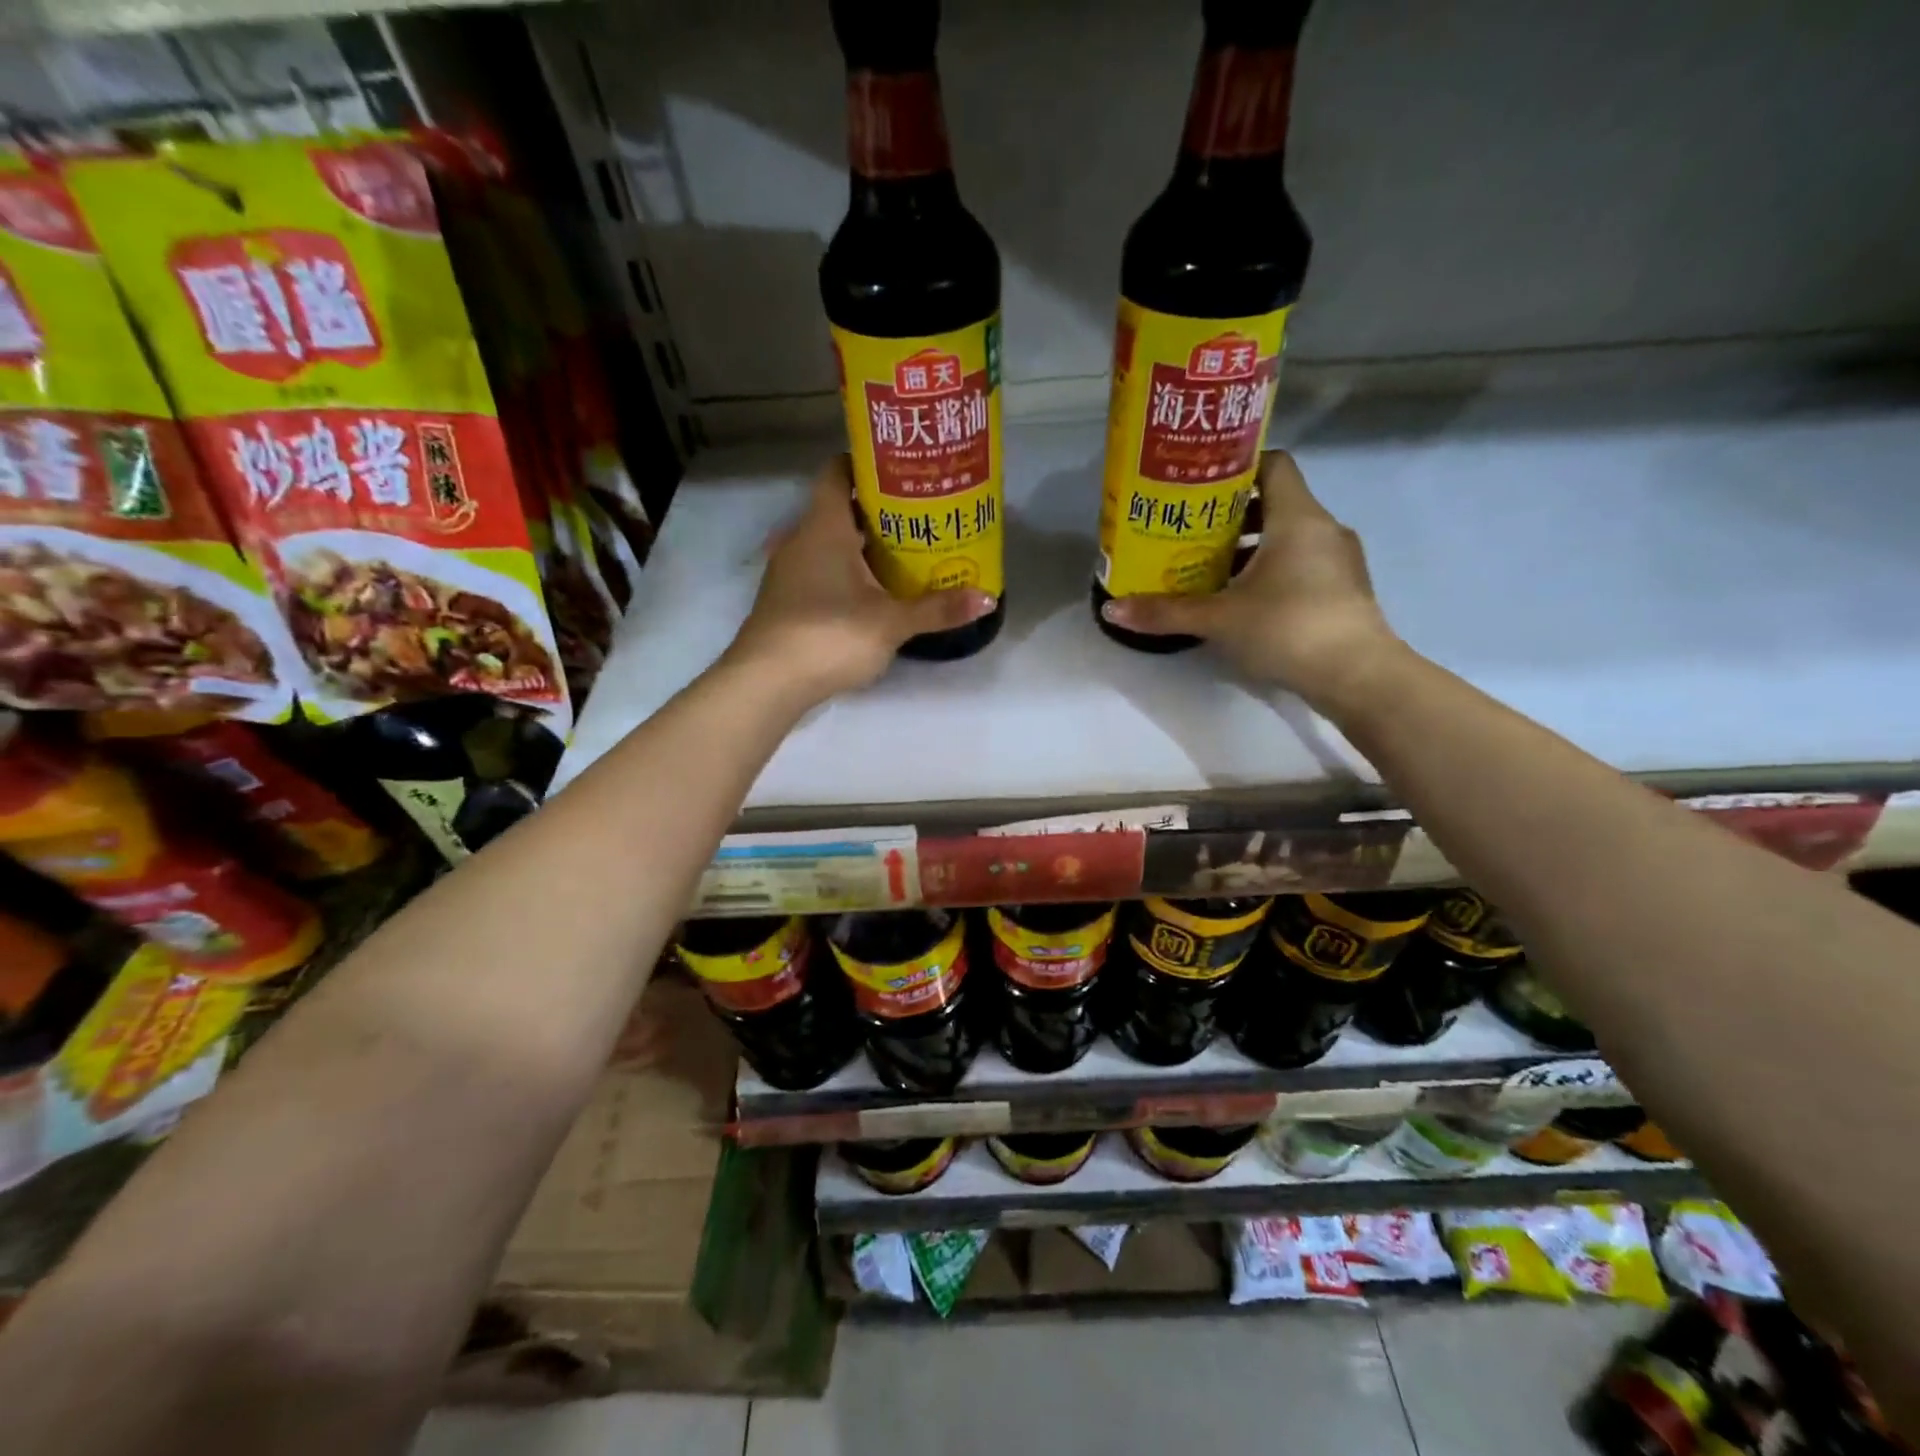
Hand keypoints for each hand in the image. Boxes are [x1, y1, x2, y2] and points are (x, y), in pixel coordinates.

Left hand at [724, 455, 995, 701]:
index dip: (866, 465)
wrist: (767, 683)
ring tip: (903, 555)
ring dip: (860, 546)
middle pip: (839, 510)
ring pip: (828, 544)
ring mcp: (788, 572)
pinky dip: (844, 573)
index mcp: (823, 527)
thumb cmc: (829, 635)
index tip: (901, 471)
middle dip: (876, 512)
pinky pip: (819, 572)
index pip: (837, 472)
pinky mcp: (785, 601)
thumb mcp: (891, 623)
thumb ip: (938, 609)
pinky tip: (871, 593)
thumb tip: (988, 598)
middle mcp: (800, 539)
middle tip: (919, 517)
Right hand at [1099, 450, 1402, 706]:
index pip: (1273, 464)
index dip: (1237, 468)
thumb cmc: (1288, 628)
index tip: (1200, 486)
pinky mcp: (1343, 592)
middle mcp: (1323, 529)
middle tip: (1190, 532)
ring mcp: (1339, 561)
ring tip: (1208, 569)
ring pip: (1288, 538)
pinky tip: (1242, 600)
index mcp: (1297, 517)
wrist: (1358, 677)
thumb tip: (1111, 609)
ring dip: (1250, 548)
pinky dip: (1271, 572)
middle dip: (1231, 517)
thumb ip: (1166, 612)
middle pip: (1275, 503)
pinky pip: (1301, 565)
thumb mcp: (1219, 619)